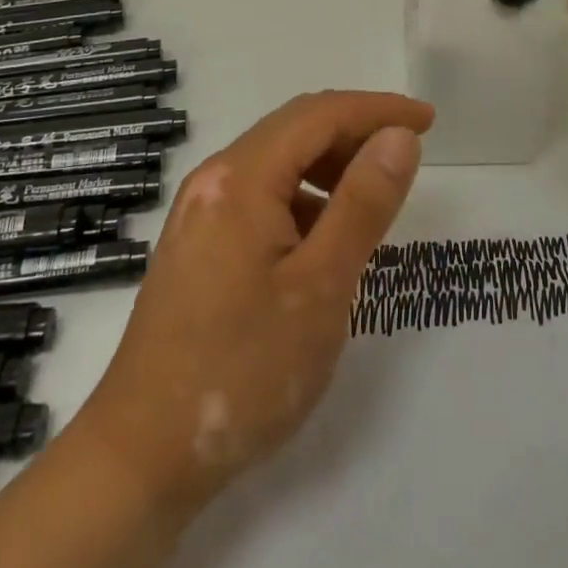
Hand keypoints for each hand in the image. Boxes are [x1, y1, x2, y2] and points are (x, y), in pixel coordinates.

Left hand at [68, 91, 432, 523]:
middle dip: (356, 130)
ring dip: (330, 163)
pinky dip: (303, 196)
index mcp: (241, 176)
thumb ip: (363, 203)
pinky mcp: (198, 242)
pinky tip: (324, 235)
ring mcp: (200, 210)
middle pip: (296, 128)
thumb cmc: (242, 369)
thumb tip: (399, 136)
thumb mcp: (321, 286)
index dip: (378, 109)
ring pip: (278, 160)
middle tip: (408, 151)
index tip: (427, 121)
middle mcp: (215, 178)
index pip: (320, 114)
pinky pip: (261, 193)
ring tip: (373, 194)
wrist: (140, 457)